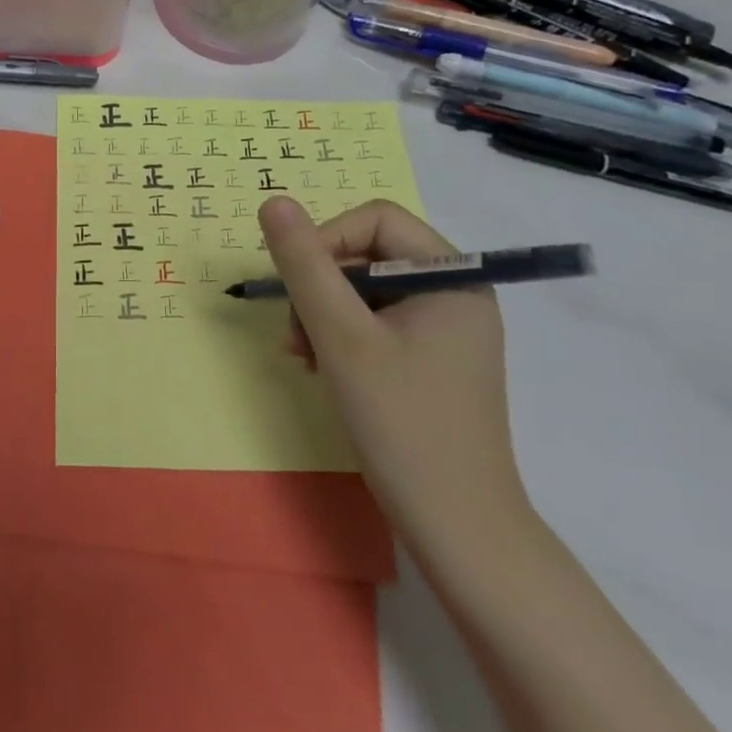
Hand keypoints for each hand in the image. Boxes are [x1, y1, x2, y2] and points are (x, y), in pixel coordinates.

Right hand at [259, 196, 529, 556]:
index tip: (297, 287)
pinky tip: (321, 368)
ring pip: (363, 290)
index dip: (326, 240)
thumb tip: (273, 201)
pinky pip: (374, 322)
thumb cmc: (402, 423)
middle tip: (297, 335)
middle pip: (367, 254)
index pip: (375, 220)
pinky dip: (340, 337)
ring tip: (305, 357)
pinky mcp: (430, 360)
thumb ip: (305, 264)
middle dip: (321, 287)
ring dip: (323, 314)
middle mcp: (454, 293)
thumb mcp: (341, 336)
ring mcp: (444, 329)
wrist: (458, 530)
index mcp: (453, 275)